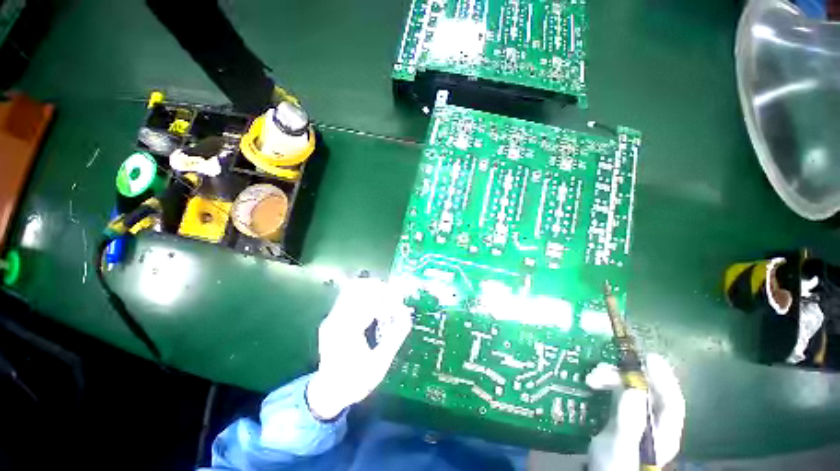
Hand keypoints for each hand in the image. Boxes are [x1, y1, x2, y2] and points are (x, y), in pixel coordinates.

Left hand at [306, 278, 412, 419]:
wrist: (328, 393)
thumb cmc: (355, 382)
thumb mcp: (379, 364)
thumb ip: (395, 337)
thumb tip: (407, 314)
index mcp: (345, 331)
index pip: (367, 302)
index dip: (387, 300)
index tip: (400, 305)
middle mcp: (335, 319)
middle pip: (356, 288)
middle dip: (379, 288)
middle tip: (395, 297)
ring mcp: (332, 317)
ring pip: (352, 289)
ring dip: (372, 291)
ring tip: (388, 300)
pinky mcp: (333, 318)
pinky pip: (350, 297)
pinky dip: (366, 297)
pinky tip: (377, 308)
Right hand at [586, 354, 684, 470]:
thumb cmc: (616, 465)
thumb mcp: (622, 446)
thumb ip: (630, 421)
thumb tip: (634, 389)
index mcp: (663, 431)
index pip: (671, 401)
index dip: (663, 379)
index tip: (649, 359)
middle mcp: (652, 420)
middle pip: (645, 390)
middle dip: (623, 377)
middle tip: (599, 372)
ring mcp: (635, 416)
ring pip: (628, 388)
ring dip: (610, 378)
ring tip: (591, 378)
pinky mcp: (618, 413)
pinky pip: (614, 392)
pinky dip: (604, 383)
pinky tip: (591, 382)